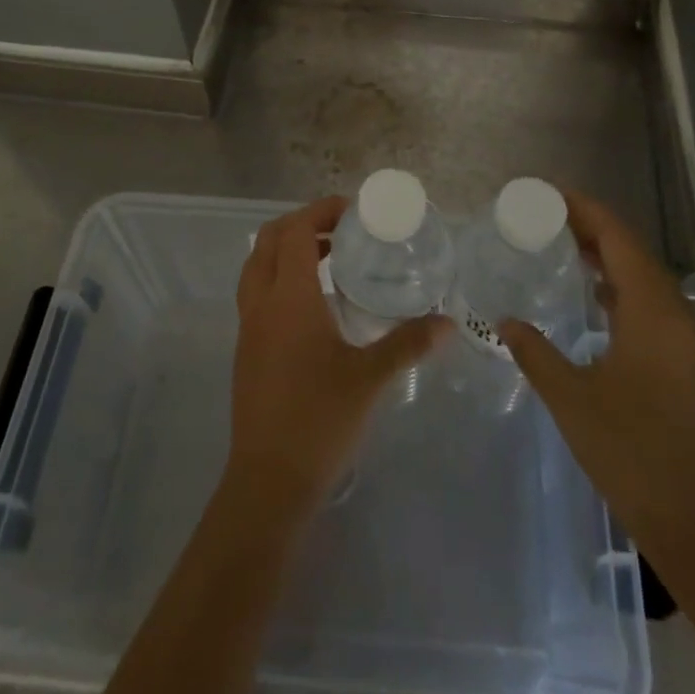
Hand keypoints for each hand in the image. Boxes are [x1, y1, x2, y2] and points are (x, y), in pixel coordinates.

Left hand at [226, 196, 449, 520]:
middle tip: (341, 231)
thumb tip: (448, 323)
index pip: (294, 232)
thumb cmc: (319, 420)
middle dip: (301, 224)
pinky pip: (257, 293)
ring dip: (287, 251)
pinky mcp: (246, 349)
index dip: (319, 212)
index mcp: (288, 299)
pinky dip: (280, 278)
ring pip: (257, 266)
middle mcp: (261, 304)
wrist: (268, 482)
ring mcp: (248, 327)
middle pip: (268, 241)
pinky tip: (315, 304)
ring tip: (330, 259)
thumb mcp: (370, 378)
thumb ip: (408, 344)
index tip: (352, 211)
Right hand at [498, 190, 694, 550]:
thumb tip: (507, 321)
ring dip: (608, 259)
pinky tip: (595, 302)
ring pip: (645, 279)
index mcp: (653, 310)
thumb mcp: (572, 399)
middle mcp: (678, 313)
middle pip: (634, 252)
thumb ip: (536, 352)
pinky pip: (653, 305)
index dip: (585, 209)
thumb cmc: (634, 454)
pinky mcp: (690, 362)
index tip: (549, 194)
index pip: (618, 238)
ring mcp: (689, 339)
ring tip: (564, 250)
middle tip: (547, 220)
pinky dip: (621, 289)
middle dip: (593, 229)